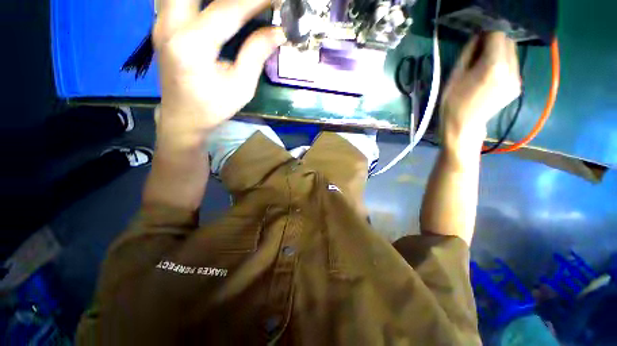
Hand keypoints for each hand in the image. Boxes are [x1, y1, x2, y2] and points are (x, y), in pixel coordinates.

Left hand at [153, 0, 286, 149]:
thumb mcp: (241, 87)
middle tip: (254, 1)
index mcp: (192, 45)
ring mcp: (161, 21)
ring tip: (238, 4)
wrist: (183, 117)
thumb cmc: (214, 107)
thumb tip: (277, 32)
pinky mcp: (162, 23)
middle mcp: (170, 25)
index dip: (256, 0)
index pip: (227, 8)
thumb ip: (256, 54)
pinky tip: (216, 6)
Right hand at [440, 32, 520, 144]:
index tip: (476, 40)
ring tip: (483, 67)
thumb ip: (469, 52)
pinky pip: (513, 66)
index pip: (498, 35)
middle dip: (495, 43)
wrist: (463, 126)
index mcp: (494, 66)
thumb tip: (478, 37)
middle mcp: (511, 70)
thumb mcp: (455, 75)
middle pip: (509, 42)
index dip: (487, 34)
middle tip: (478, 53)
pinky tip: (490, 76)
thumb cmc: (453, 103)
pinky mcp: (517, 87)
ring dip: (500, 53)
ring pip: (513, 54)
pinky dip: (503, 65)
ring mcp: (517, 80)